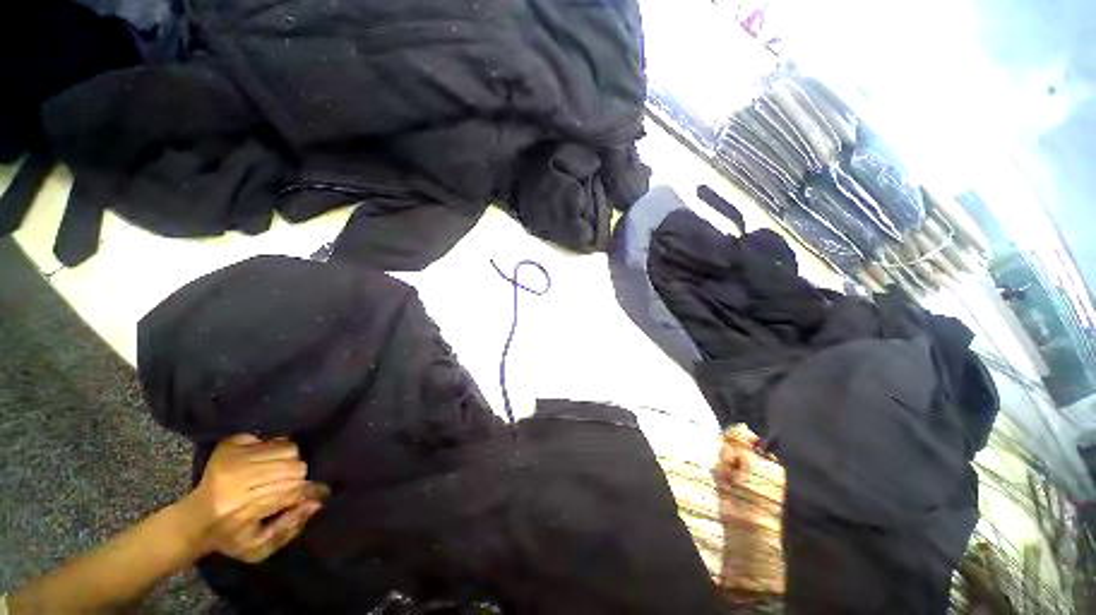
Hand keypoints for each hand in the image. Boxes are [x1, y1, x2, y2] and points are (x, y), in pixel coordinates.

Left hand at [177, 434, 328, 562]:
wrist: (192, 521)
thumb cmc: (230, 538)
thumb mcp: (258, 548)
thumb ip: (289, 527)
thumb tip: (317, 502)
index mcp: (244, 508)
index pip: (294, 490)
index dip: (311, 490)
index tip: (320, 493)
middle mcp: (238, 479)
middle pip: (295, 466)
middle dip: (299, 477)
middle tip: (292, 486)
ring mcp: (233, 458)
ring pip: (288, 448)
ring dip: (289, 460)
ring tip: (280, 472)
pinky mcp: (230, 445)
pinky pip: (271, 437)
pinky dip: (274, 447)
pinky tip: (265, 461)